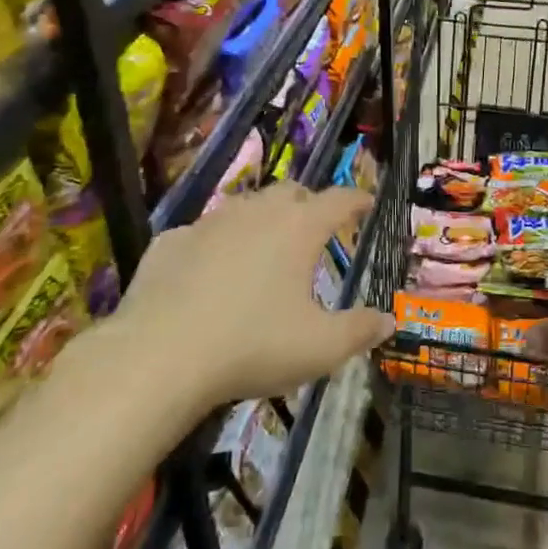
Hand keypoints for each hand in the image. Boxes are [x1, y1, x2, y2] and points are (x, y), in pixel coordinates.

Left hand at [119, 185, 394, 409]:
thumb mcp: (319, 348)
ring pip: (244, 206)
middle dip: (307, 204)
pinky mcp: (170, 242)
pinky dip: (213, 246)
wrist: (159, 356)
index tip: (367, 201)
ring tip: (263, 248)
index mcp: (299, 228)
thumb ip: (358, 331)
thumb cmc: (253, 346)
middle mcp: (257, 212)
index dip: (357, 199)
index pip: (339, 199)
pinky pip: (200, 234)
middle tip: (314, 228)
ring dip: (260, 220)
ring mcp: (209, 223)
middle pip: (290, 192)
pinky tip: (207, 272)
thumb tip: (388, 320)